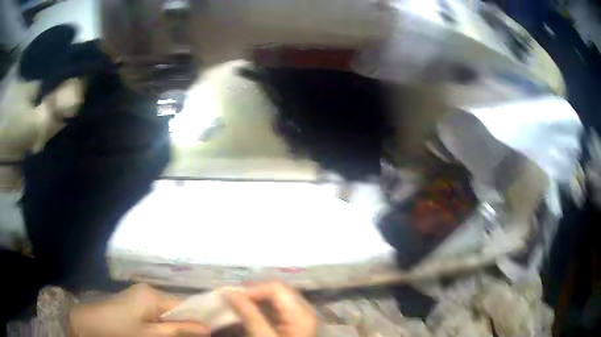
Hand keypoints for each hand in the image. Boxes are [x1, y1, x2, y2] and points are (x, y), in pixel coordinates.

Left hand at [69, 284, 207, 336]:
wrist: (87, 324)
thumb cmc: (120, 331)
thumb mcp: (152, 335)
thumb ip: (179, 331)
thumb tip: (207, 328)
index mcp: (153, 294)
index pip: (187, 304)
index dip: (201, 318)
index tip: (212, 333)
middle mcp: (148, 291)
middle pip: (177, 308)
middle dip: (187, 325)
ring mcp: (138, 297)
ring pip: (166, 313)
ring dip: (175, 327)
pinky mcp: (132, 304)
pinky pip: (154, 314)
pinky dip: (162, 326)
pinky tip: (162, 335)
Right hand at [226, 282, 316, 336]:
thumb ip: (249, 314)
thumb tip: (230, 293)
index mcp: (301, 313)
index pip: (276, 288)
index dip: (252, 290)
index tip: (231, 299)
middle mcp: (304, 311)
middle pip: (277, 292)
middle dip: (253, 294)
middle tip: (232, 301)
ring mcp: (299, 318)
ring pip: (276, 300)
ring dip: (255, 301)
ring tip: (236, 306)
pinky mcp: (293, 326)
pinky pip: (276, 310)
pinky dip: (260, 309)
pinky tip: (248, 314)